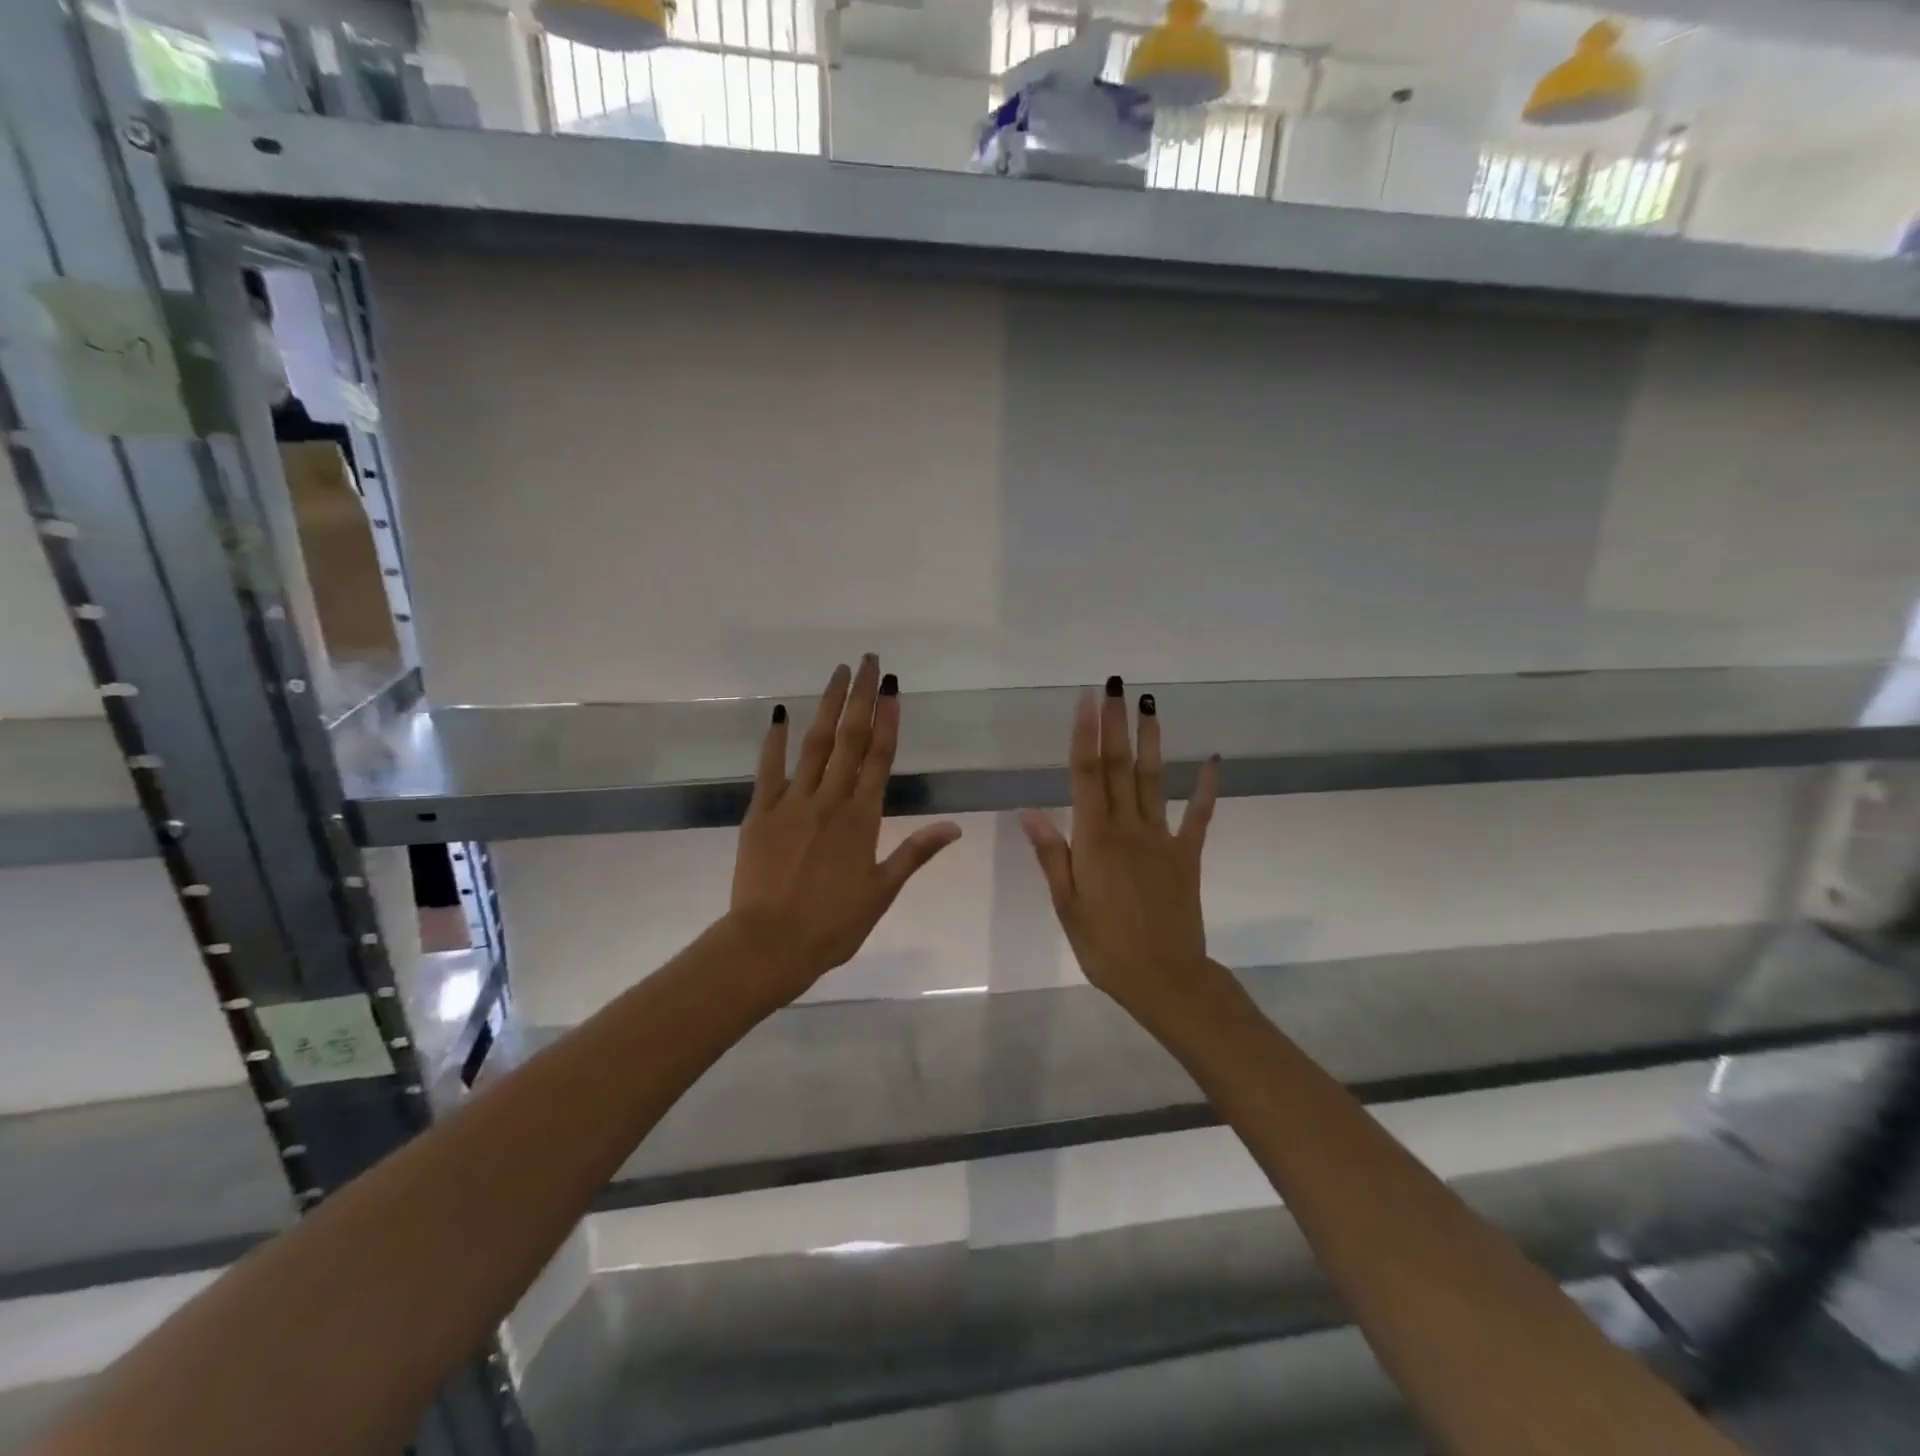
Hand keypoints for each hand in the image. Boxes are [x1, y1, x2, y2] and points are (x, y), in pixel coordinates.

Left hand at [729, 655, 961, 998]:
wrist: (769, 945)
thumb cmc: (833, 924)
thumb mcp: (882, 891)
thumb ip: (916, 852)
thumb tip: (954, 826)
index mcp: (862, 819)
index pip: (880, 757)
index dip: (888, 718)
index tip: (892, 686)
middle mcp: (830, 800)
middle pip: (849, 739)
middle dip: (860, 697)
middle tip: (868, 660)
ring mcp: (792, 803)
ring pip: (814, 744)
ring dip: (827, 705)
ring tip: (838, 673)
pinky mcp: (760, 812)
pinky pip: (769, 769)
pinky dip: (775, 740)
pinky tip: (781, 714)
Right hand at [1020, 678, 1219, 1013]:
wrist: (1165, 979)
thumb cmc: (1105, 946)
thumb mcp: (1067, 904)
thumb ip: (1052, 854)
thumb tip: (1028, 810)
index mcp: (1095, 839)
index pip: (1086, 775)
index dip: (1086, 734)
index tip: (1088, 700)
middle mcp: (1128, 828)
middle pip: (1118, 767)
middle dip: (1116, 724)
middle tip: (1116, 686)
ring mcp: (1162, 839)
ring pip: (1153, 780)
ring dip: (1151, 741)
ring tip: (1150, 705)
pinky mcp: (1187, 855)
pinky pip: (1198, 816)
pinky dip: (1205, 788)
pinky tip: (1211, 761)